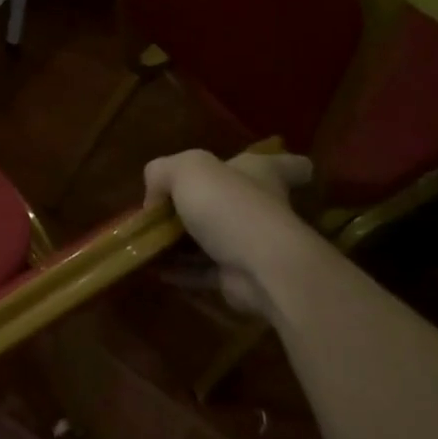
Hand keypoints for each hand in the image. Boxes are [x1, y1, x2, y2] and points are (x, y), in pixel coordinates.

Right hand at [144, 149, 317, 317]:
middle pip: (236, 201)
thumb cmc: (229, 206)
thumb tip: (155, 199)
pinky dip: (180, 270)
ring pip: (213, 239)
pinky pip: (203, 270)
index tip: (277, 173)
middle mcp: (261, 206)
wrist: (258, 268)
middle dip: (205, 205)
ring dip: (182, 243)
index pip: (288, 165)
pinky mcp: (238, 275)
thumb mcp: (185, 169)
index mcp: (260, 173)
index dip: (284, 164)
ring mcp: (251, 243)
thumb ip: (162, 173)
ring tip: (148, 242)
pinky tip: (154, 268)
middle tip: (167, 210)